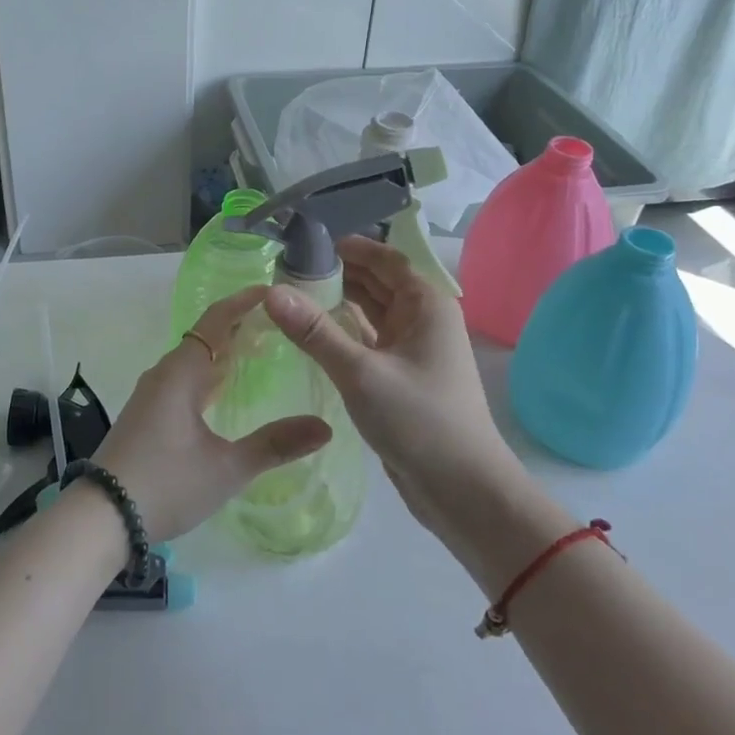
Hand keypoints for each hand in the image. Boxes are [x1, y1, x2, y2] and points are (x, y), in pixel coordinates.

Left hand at [93, 288, 331, 540]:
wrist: (100, 517)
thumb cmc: (165, 484)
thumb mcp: (226, 468)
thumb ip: (275, 445)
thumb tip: (325, 427)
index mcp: (181, 373)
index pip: (216, 321)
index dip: (243, 303)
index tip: (273, 291)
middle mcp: (164, 374)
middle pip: (205, 337)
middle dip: (240, 327)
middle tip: (279, 325)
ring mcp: (152, 394)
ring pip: (193, 360)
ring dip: (224, 352)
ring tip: (260, 353)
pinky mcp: (147, 415)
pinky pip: (183, 380)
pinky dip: (209, 375)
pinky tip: (225, 392)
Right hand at [262, 237, 567, 594]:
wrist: (463, 492)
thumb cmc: (419, 421)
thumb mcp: (360, 372)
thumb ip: (314, 331)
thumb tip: (270, 292)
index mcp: (426, 304)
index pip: (385, 259)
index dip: (349, 247)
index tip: (307, 243)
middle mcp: (423, 319)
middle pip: (377, 283)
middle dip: (338, 273)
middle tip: (287, 269)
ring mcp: (413, 350)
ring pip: (372, 313)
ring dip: (339, 302)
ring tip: (292, 296)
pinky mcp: (401, 377)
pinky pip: (369, 341)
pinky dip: (344, 332)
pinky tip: (312, 334)